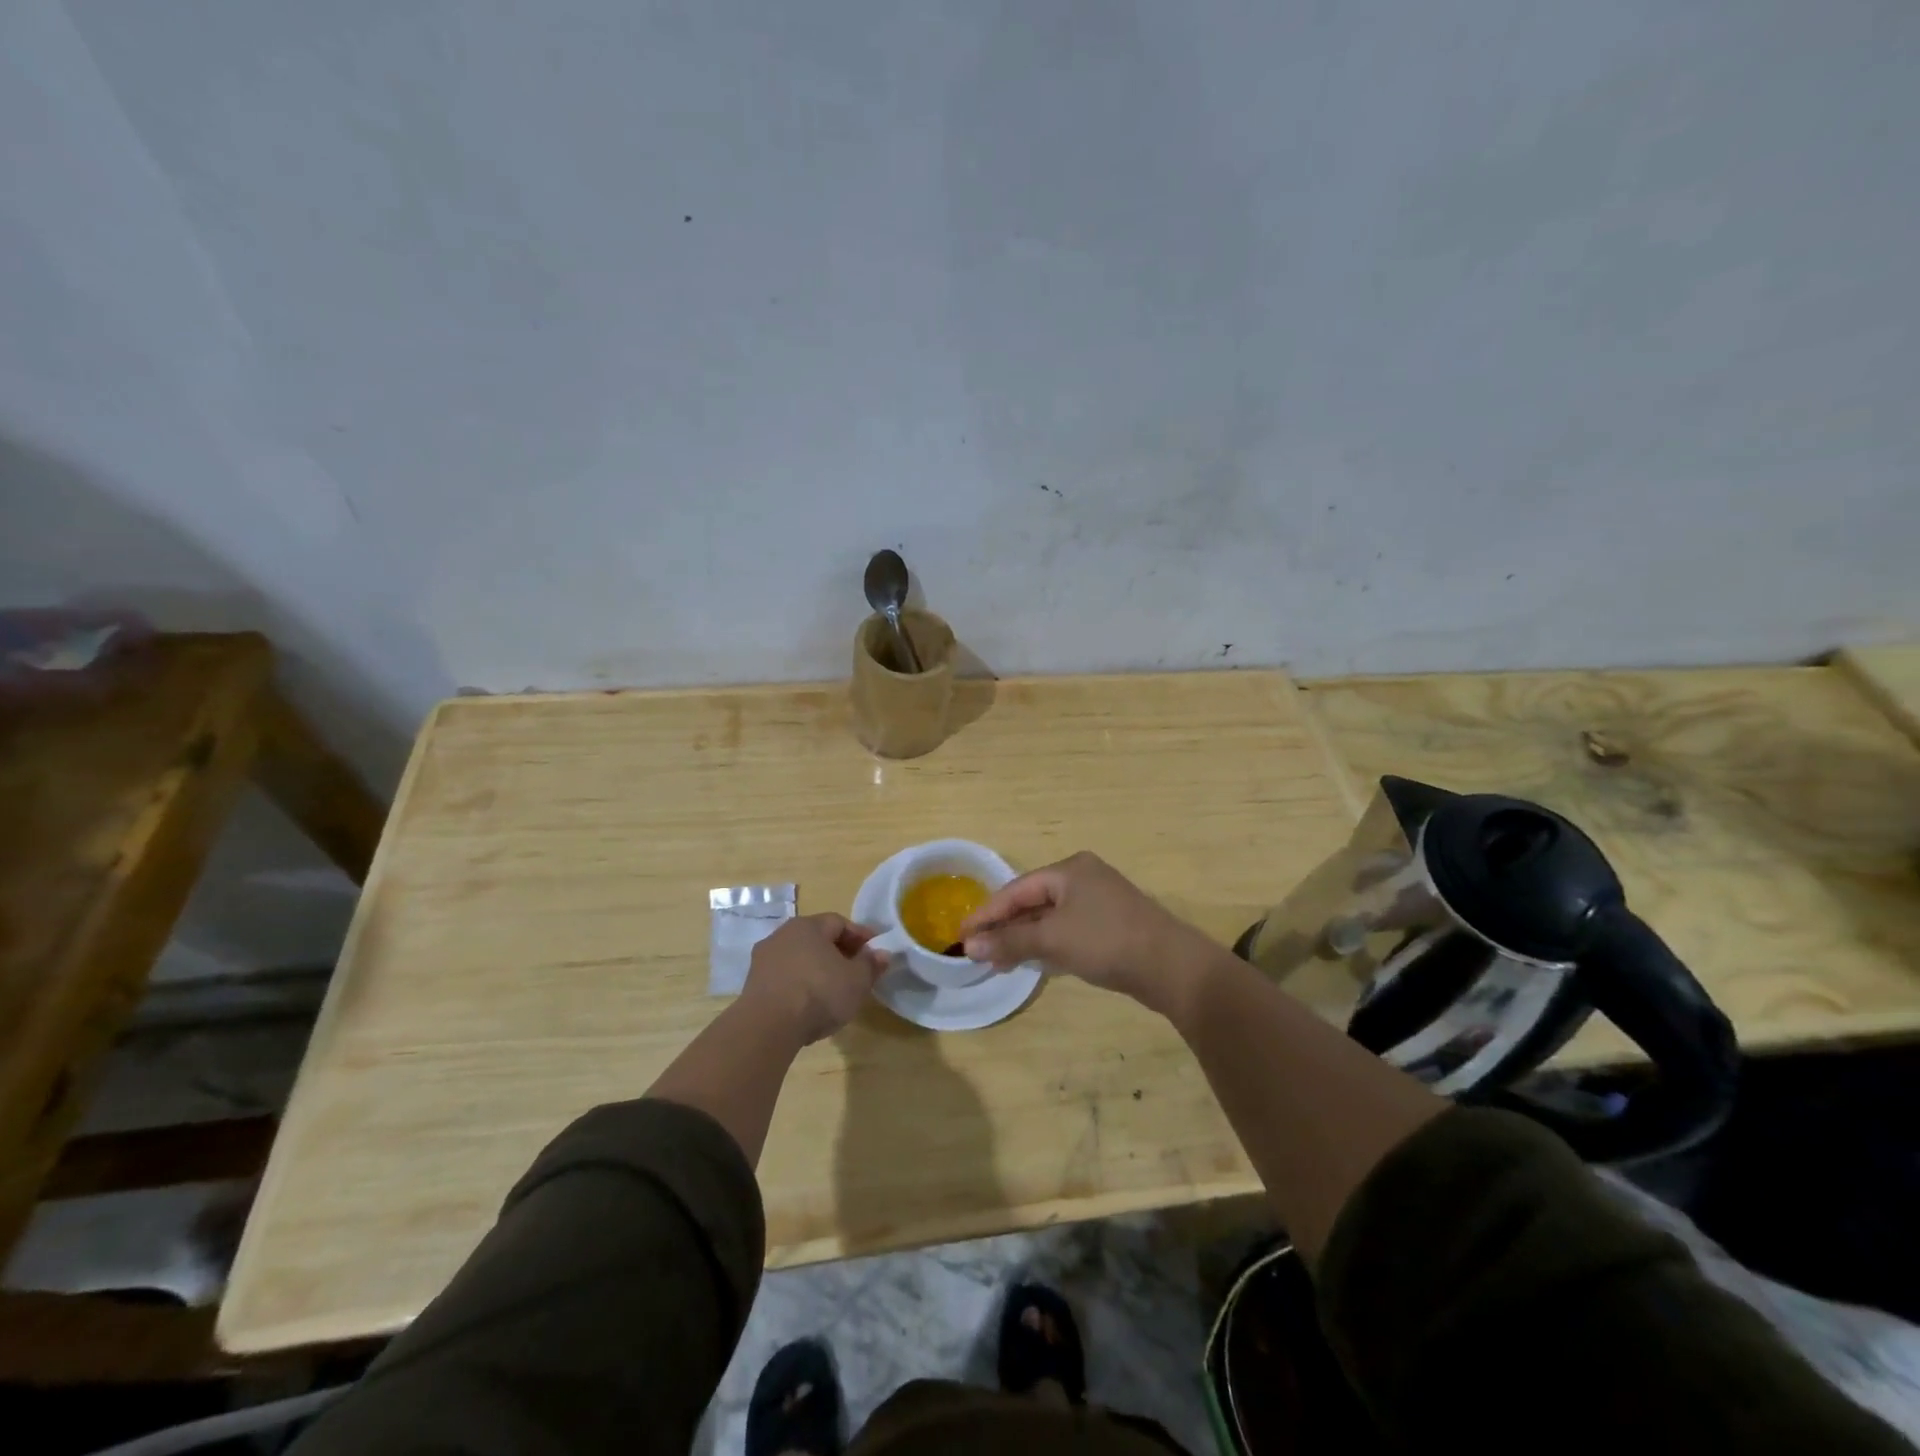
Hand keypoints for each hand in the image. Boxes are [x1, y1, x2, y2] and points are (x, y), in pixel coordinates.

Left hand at [740, 914, 885, 1044]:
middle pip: (817, 939)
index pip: (839, 922)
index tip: (874, 952)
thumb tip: (881, 953)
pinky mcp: (753, 984)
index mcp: (808, 925)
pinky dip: (800, 985)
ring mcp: (763, 959)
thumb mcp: (857, 980)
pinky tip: (809, 1004)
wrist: (768, 1027)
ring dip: (817, 969)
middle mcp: (782, 934)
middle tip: (856, 971)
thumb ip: (870, 964)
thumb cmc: (819, 993)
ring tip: (833, 991)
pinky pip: (785, 977)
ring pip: (799, 958)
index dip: (860, 936)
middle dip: (838, 952)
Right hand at [959, 852, 1213, 1015]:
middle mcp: (1083, 877)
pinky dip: (1048, 943)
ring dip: (1024, 937)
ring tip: (998, 961)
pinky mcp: (1111, 924)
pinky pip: (1068, 929)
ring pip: (1050, 917)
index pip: (1016, 889)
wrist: (1173, 967)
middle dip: (1005, 927)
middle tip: (977, 951)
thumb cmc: (1107, 942)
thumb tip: (968, 946)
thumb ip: (1010, 941)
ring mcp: (1100, 901)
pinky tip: (1034, 960)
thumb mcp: (1053, 940)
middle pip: (1032, 900)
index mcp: (1069, 869)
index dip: (986, 913)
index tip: (960, 934)